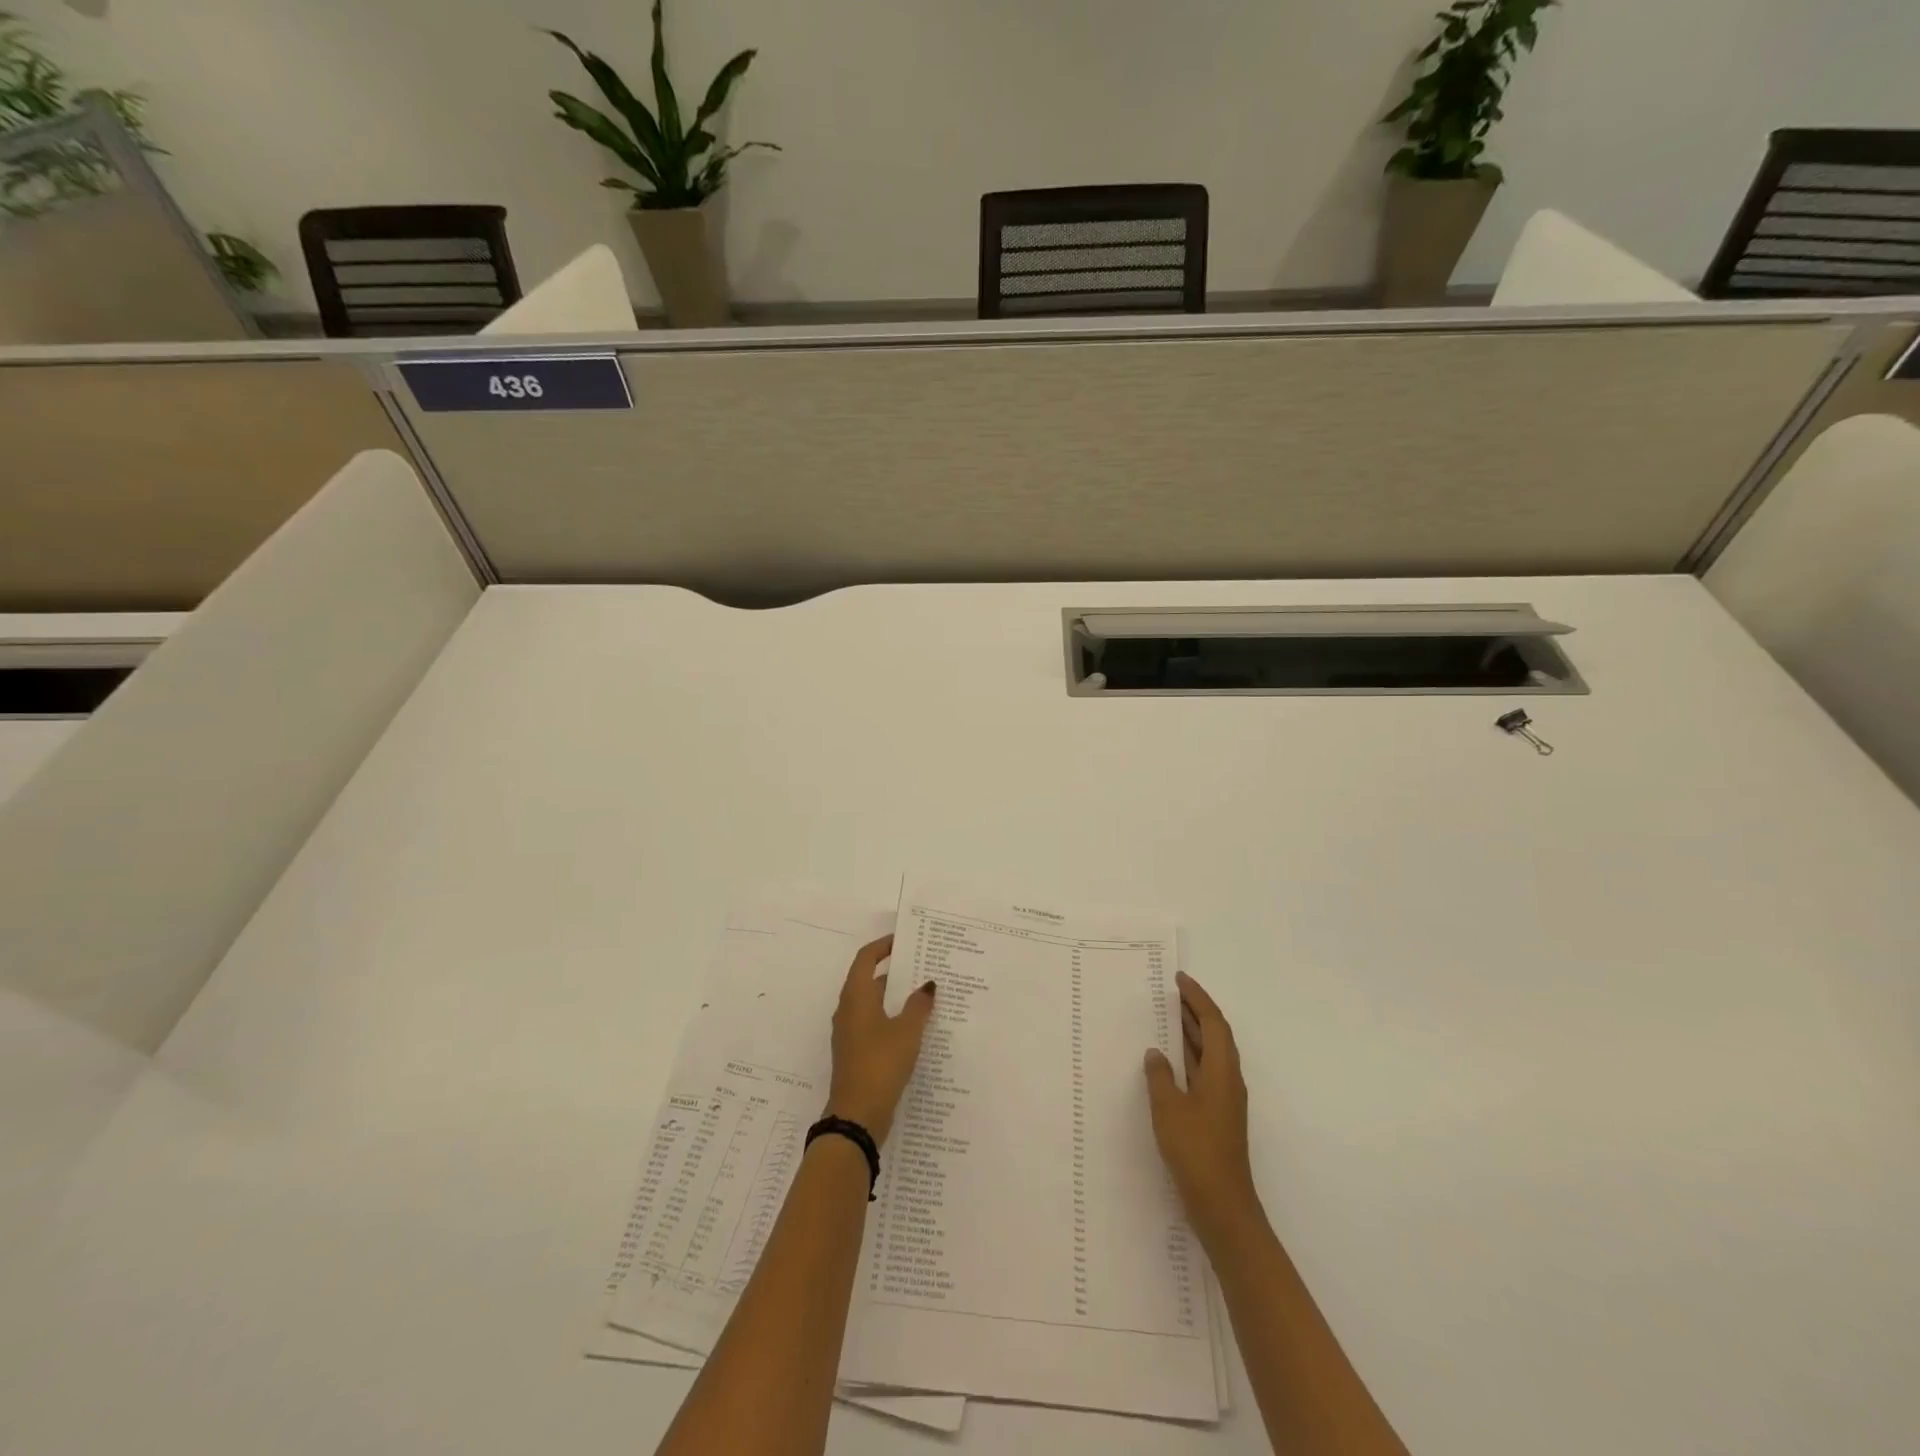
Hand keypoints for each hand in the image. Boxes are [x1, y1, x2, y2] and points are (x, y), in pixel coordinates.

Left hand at [824, 935, 934, 1144]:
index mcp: (856, 996)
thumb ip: (919, 1005)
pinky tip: (915, 1029)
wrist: (857, 1116)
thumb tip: (927, 985)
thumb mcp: (907, 1031)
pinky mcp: (856, 1053)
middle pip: (869, 980)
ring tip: (924, 995)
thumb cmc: (881, 1063)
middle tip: (922, 967)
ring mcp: (850, 1033)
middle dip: (894, 972)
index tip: (904, 941)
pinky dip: (892, 1018)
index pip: (866, 958)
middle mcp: (848, 1010)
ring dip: (895, 997)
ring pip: (873, 1004)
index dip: (883, 946)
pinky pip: (874, 1024)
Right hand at [1144, 972, 1261, 1246]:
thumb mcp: (1168, 1109)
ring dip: (1192, 1032)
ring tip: (1168, 1016)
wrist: (1222, 1206)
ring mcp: (1224, 1100)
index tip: (1180, 979)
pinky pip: (1204, 1071)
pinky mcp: (1217, 1116)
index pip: (1214, 1023)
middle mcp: (1228, 1080)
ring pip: (1210, 1054)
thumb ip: (1159, 1076)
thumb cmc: (1196, 1151)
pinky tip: (1169, 1061)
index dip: (1198, 998)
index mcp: (1222, 1072)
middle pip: (1216, 1035)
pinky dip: (1189, 1056)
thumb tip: (1156, 1053)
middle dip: (1196, 1011)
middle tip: (1172, 992)